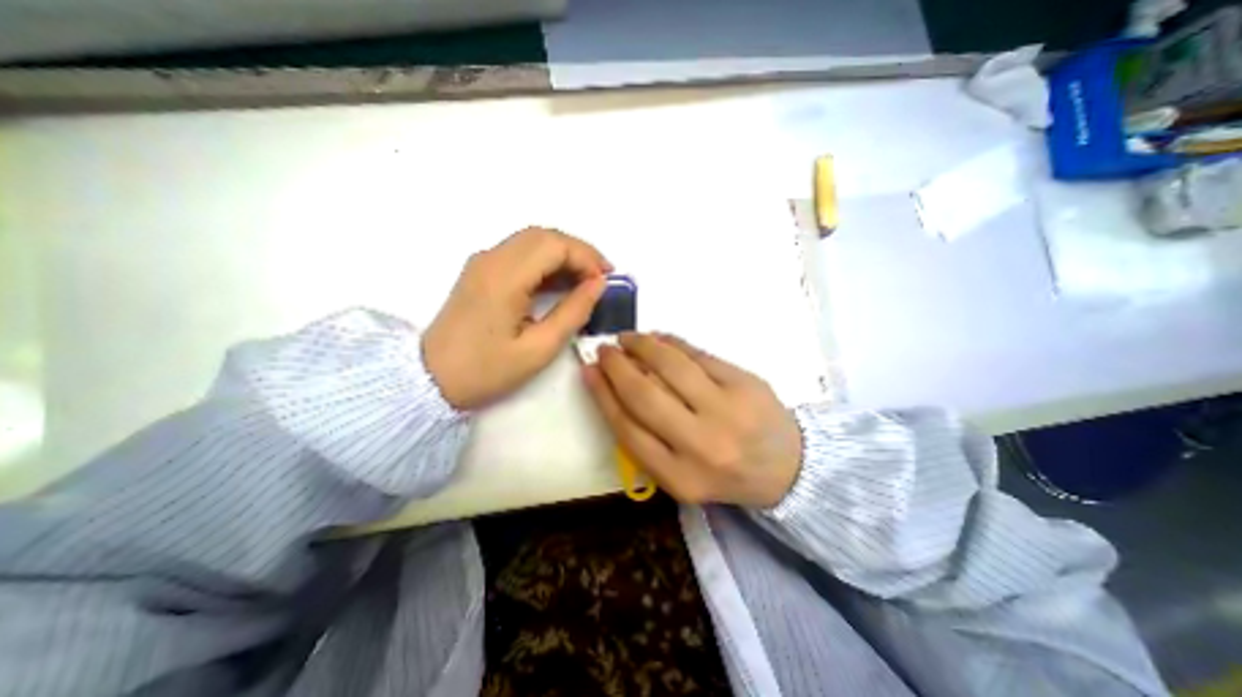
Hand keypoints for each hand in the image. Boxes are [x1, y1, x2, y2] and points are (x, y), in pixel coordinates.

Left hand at [426, 226, 611, 410]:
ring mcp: (483, 262)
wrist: (429, 379)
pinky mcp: (480, 271)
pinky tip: (560, 283)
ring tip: (586, 280)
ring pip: (533, 241)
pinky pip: (520, 253)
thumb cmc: (486, 370)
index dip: (586, 257)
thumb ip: (573, 312)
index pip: (555, 245)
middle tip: (601, 278)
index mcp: (505, 277)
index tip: (605, 282)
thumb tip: (598, 285)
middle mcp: (491, 259)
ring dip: (563, 254)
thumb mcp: (538, 349)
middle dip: (579, 252)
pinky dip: (546, 261)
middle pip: (544, 235)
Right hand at [587, 331, 804, 505]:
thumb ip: (645, 439)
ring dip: (642, 345)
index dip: (602, 394)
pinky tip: (658, 338)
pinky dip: (672, 342)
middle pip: (644, 394)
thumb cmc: (723, 472)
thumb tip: (613, 387)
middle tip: (605, 349)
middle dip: (617, 366)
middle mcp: (700, 445)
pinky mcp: (745, 383)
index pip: (626, 427)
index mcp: (679, 477)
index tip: (589, 370)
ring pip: (670, 366)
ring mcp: (726, 411)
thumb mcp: (679, 473)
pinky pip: (698, 354)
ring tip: (628, 338)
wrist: (787, 467)